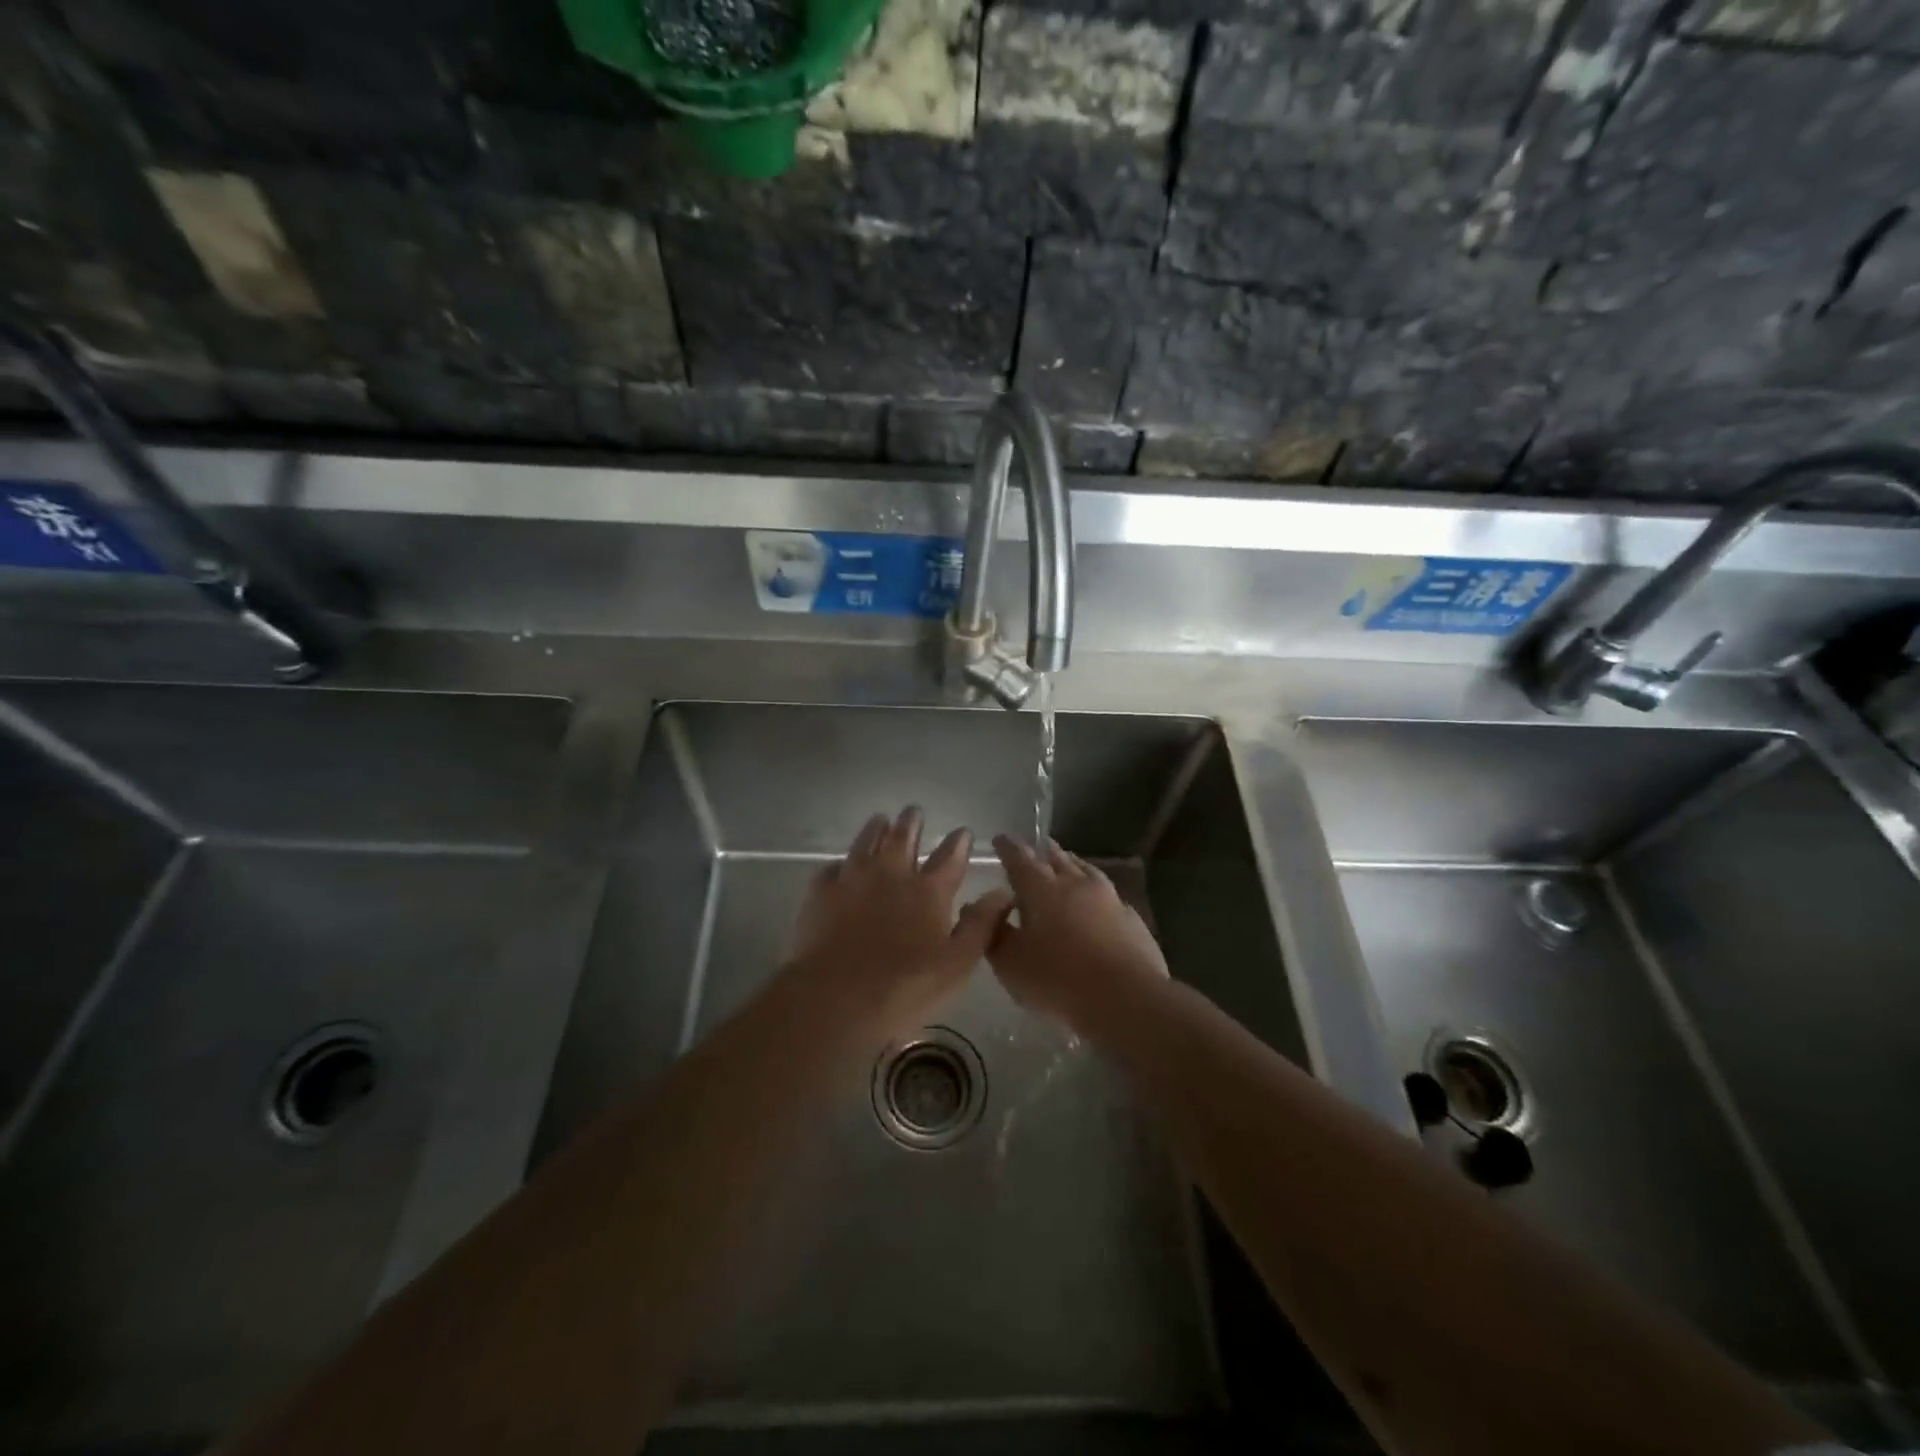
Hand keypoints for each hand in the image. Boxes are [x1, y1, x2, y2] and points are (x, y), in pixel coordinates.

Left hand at [782, 808, 1012, 1049]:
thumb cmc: (905, 987)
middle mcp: (892, 874)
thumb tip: (1003, 892)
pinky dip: (840, 863)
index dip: (958, 842)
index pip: (949, 857)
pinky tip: (840, 865)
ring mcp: (853, 879)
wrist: (836, 997)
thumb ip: (981, 925)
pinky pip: (831, 868)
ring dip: (875, 829)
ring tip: (880, 819)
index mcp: (929, 891)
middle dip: (911, 822)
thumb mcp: (957, 964)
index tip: (962, 831)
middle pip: (903, 838)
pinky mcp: (821, 893)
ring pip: (865, 842)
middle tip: (914, 810)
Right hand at [987, 836, 1168, 1032]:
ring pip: (1085, 871)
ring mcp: (1108, 898)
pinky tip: (1098, 900)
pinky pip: (1109, 894)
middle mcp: (1075, 884)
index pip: (1019, 859)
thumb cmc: (1058, 979)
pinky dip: (1096, 891)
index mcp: (1041, 889)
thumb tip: (987, 911)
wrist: (1125, 997)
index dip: (1007, 847)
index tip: (1000, 839)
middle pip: (1056, 858)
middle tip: (1035, 846)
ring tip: (1066, 862)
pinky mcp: (1131, 918)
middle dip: (1042, 851)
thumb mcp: (1011, 963)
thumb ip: (995, 934)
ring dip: (1072, 864)